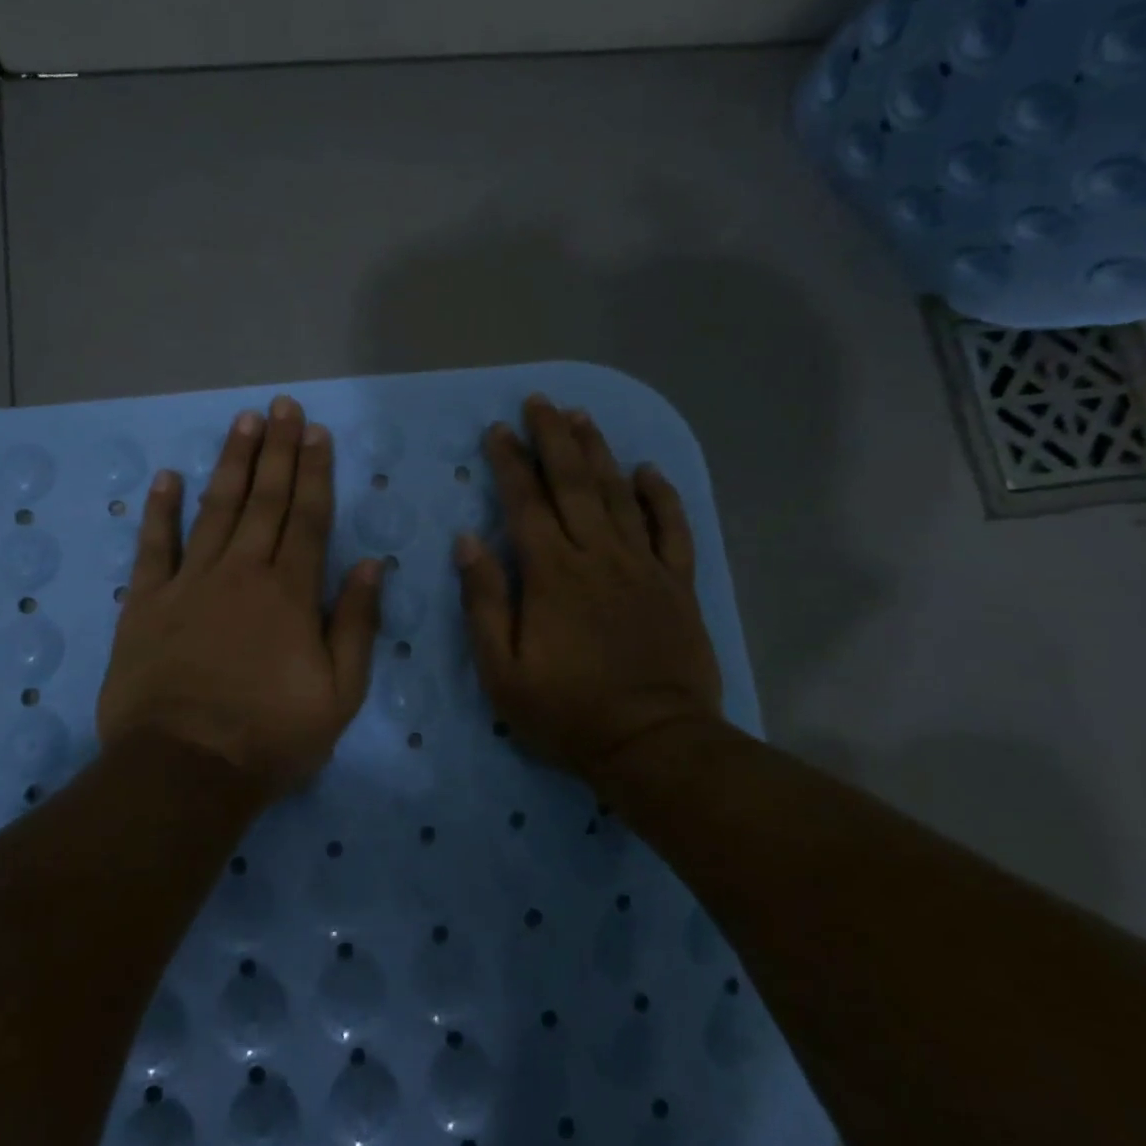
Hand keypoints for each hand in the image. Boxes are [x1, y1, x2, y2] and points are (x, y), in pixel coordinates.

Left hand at [96, 395, 382, 796]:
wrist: (185, 770)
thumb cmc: (271, 736)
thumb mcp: (340, 694)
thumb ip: (356, 624)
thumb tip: (371, 565)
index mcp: (290, 593)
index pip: (308, 517)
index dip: (315, 471)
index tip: (316, 432)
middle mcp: (242, 573)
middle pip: (264, 500)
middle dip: (277, 450)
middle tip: (282, 406)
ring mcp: (190, 583)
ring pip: (215, 509)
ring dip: (231, 463)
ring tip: (242, 422)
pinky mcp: (146, 603)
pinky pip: (154, 547)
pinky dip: (160, 511)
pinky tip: (166, 476)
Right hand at [456, 395, 723, 781]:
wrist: (653, 744)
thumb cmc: (567, 712)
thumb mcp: (502, 670)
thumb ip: (484, 602)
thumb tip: (469, 541)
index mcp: (552, 574)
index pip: (525, 503)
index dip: (509, 463)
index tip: (497, 431)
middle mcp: (597, 555)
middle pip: (573, 483)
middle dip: (553, 438)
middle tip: (540, 402)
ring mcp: (643, 566)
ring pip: (619, 494)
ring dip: (598, 452)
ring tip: (581, 417)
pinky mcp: (677, 583)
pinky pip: (672, 528)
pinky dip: (661, 496)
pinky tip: (648, 470)